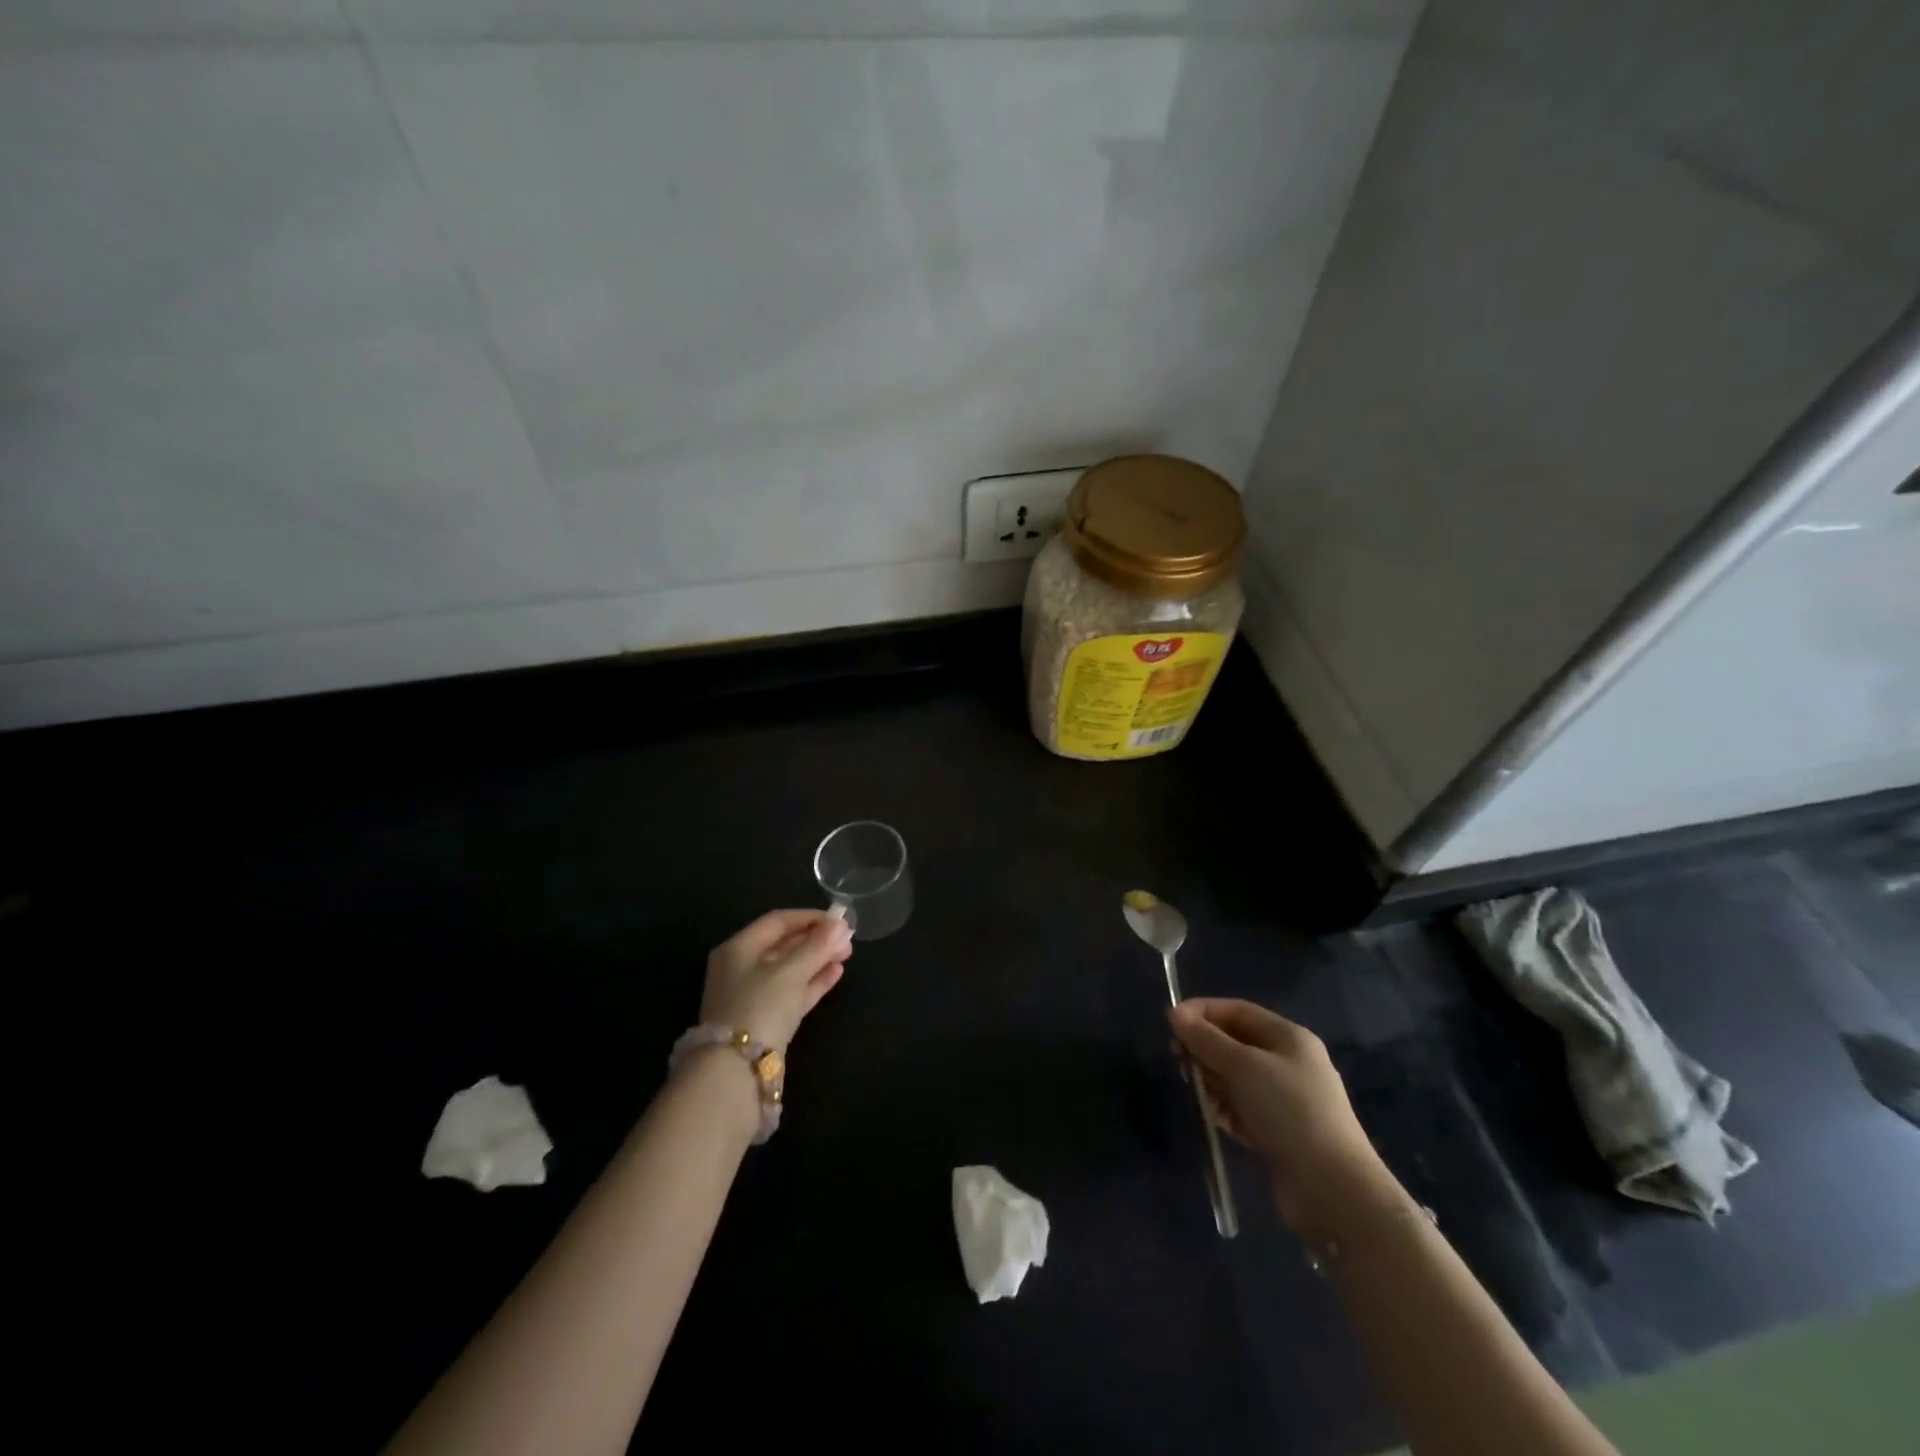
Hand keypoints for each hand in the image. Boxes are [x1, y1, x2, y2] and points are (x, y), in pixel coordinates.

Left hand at [700, 909, 853, 1052]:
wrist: (737, 1071)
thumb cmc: (760, 1007)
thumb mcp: (790, 973)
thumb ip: (817, 947)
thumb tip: (841, 925)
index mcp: (738, 949)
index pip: (777, 921)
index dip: (809, 917)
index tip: (839, 919)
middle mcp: (742, 968)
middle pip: (784, 945)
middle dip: (817, 940)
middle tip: (847, 939)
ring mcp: (753, 996)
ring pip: (790, 970)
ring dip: (818, 960)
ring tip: (847, 955)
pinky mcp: (766, 1019)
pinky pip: (792, 992)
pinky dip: (813, 982)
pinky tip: (836, 973)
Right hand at [1170, 998, 1394, 1237]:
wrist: (1332, 1188)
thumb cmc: (1287, 1111)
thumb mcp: (1242, 1066)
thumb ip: (1205, 1039)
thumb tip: (1175, 1014)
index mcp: (1288, 1037)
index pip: (1237, 1010)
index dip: (1202, 1012)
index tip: (1170, 1023)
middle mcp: (1289, 1062)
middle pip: (1235, 1043)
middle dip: (1204, 1049)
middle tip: (1178, 1061)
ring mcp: (1286, 1099)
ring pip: (1236, 1077)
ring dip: (1212, 1081)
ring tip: (1198, 1093)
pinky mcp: (1280, 1131)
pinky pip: (1242, 1108)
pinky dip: (1225, 1109)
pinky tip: (1215, 1119)